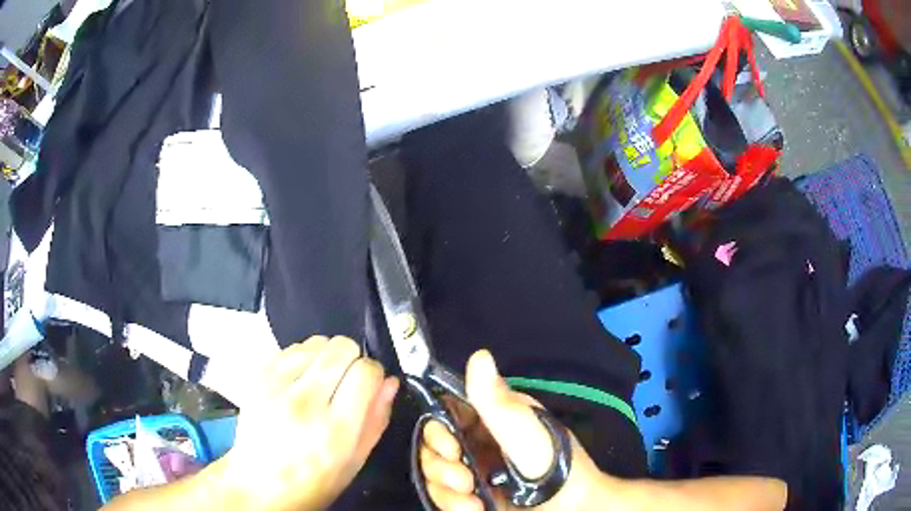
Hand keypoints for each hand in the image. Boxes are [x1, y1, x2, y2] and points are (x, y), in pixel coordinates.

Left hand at [222, 336, 398, 510]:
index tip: (369, 385)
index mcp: (334, 430)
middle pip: (341, 348)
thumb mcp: (355, 462)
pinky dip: (302, 358)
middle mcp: (304, 402)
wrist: (259, 482)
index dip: (373, 375)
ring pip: (317, 342)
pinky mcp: (257, 375)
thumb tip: (389, 382)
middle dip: (352, 360)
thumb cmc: (314, 481)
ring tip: (319, 382)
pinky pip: (291, 347)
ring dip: (326, 357)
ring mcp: (275, 385)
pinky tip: (299, 381)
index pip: (365, 372)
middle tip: (344, 382)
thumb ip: (376, 420)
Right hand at [419, 350, 611, 510]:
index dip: (437, 429)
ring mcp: (472, 471)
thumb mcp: (526, 432)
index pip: (445, 413)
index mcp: (489, 418)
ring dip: (446, 489)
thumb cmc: (554, 464)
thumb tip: (479, 355)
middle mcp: (475, 442)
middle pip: (432, 446)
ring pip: (433, 473)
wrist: (570, 506)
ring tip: (473, 499)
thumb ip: (497, 401)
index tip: (449, 446)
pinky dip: (451, 504)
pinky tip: (474, 508)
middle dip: (441, 465)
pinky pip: (442, 496)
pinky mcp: (470, 496)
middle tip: (465, 479)